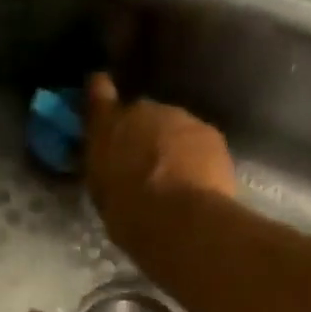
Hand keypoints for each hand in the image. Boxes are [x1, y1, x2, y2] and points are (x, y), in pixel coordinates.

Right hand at [83, 72, 237, 263]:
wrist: (180, 219)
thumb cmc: (129, 213)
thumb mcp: (101, 192)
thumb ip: (104, 166)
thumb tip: (110, 163)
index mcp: (108, 125)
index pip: (99, 92)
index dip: (101, 94)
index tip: (102, 96)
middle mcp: (144, 109)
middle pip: (143, 115)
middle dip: (143, 133)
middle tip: (143, 165)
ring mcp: (181, 117)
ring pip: (174, 127)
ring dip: (172, 145)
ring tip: (174, 178)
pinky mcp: (211, 133)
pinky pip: (199, 141)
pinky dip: (197, 156)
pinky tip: (197, 182)